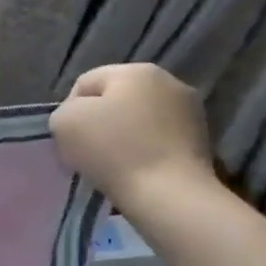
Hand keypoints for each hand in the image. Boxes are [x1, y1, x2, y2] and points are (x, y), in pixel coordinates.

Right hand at [49, 63, 214, 214]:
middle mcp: (168, 81)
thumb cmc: (113, 150)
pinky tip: (136, 170)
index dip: (69, 110)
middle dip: (98, 122)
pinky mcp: (202, 139)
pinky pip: (158, 139)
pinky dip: (144, 151)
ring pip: (138, 119)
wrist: (169, 194)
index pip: (85, 83)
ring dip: (122, 136)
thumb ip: (63, 111)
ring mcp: (190, 110)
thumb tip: (78, 119)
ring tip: (113, 164)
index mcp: (135, 71)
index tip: (68, 140)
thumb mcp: (65, 123)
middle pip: (115, 99)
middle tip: (87, 152)